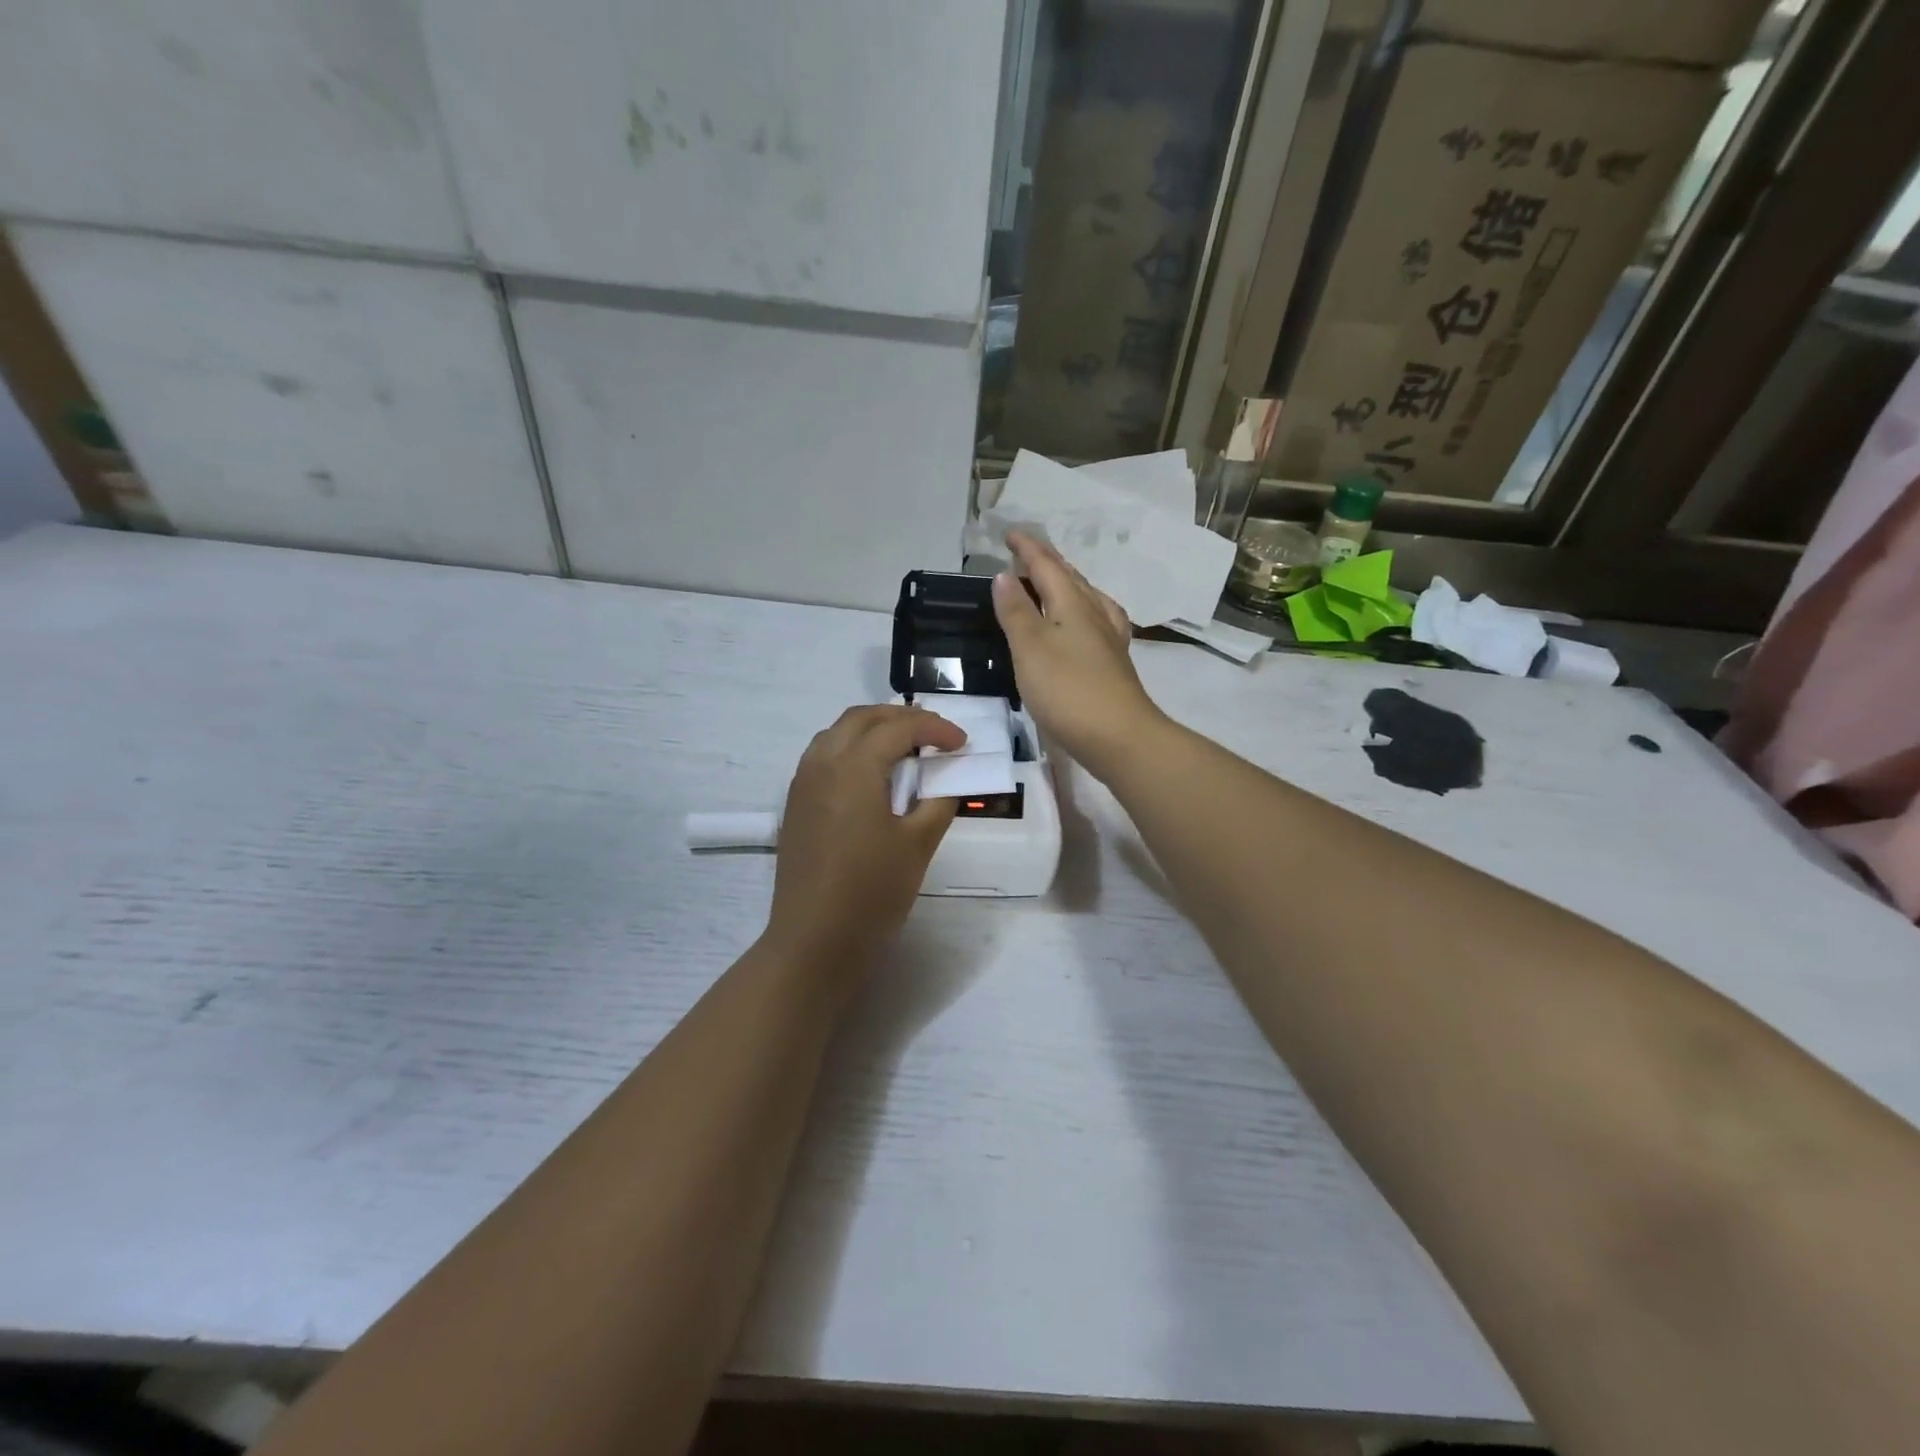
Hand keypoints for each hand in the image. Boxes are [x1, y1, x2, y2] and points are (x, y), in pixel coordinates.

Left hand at [766, 705, 964, 970]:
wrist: (814, 940)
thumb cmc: (871, 893)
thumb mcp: (918, 845)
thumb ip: (938, 802)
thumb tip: (949, 778)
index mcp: (853, 768)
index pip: (898, 728)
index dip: (935, 729)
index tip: (962, 743)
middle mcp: (822, 763)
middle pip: (862, 718)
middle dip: (902, 717)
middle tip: (935, 734)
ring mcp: (802, 783)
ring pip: (837, 732)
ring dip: (873, 728)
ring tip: (905, 746)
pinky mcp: (795, 804)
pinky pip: (823, 754)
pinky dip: (852, 747)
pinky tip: (872, 774)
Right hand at [993, 530, 1164, 781]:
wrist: (1120, 737)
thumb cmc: (1068, 689)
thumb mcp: (1031, 647)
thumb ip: (1016, 611)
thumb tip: (1004, 575)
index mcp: (1073, 604)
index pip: (1047, 566)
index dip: (1027, 549)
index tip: (1010, 533)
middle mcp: (1095, 614)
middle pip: (1071, 579)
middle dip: (1048, 562)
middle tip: (1027, 553)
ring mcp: (1109, 640)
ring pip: (1087, 599)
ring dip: (1067, 585)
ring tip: (1052, 583)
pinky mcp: (1113, 664)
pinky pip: (1096, 622)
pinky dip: (1082, 612)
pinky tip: (1084, 625)